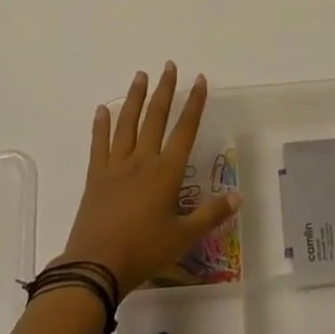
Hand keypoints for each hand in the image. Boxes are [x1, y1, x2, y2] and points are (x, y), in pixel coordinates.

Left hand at [60, 63, 241, 293]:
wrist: (96, 267)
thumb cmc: (144, 251)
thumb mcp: (184, 237)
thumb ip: (211, 215)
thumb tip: (238, 196)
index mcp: (166, 172)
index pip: (185, 129)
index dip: (194, 103)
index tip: (199, 79)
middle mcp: (143, 160)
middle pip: (155, 117)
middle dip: (165, 90)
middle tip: (169, 66)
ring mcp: (116, 166)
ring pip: (127, 123)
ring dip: (135, 97)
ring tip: (140, 75)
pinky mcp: (96, 177)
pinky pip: (99, 144)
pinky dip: (101, 125)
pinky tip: (103, 109)